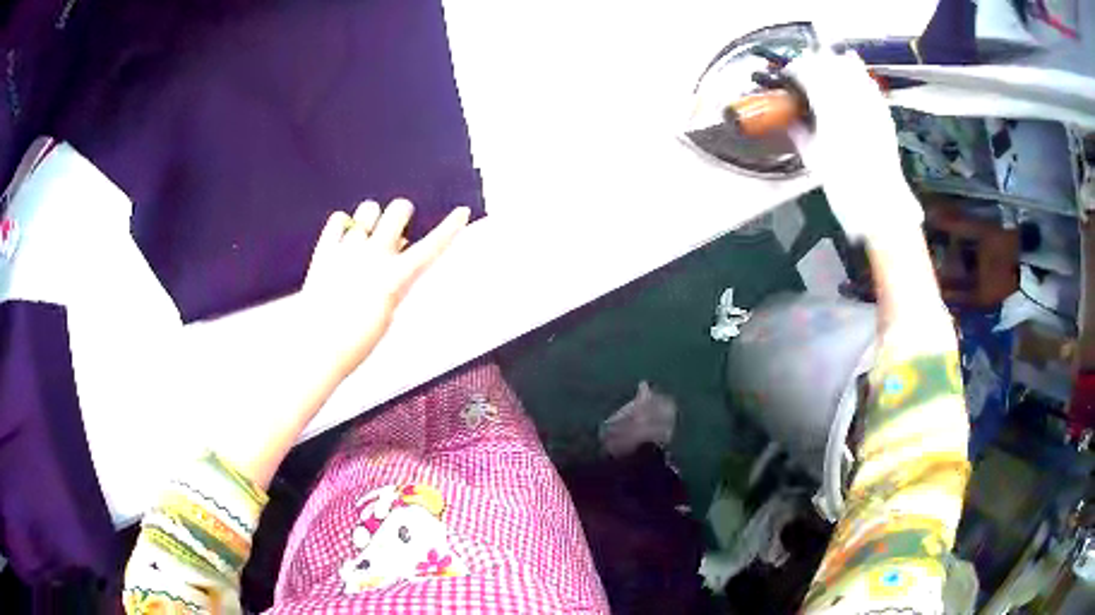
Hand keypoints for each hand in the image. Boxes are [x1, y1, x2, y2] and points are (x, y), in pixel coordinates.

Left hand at [302, 199, 468, 379]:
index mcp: (394, 277)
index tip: (461, 212)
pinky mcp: (325, 251)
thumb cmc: (355, 342)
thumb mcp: (388, 314)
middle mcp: (373, 256)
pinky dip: (344, 225)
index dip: (450, 228)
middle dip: (402, 214)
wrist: (318, 349)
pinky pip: (338, 219)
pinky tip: (344, 239)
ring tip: (367, 235)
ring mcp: (347, 250)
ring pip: (368, 209)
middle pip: (398, 210)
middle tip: (397, 227)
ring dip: (373, 219)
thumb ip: (395, 280)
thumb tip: (399, 252)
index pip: (431, 247)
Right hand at [786, 50, 922, 239]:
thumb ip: (801, 134)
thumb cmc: (846, 189)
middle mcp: (852, 104)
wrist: (882, 207)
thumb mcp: (815, 162)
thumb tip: (791, 120)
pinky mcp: (884, 117)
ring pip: (854, 71)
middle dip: (816, 60)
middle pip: (831, 66)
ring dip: (838, 62)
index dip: (797, 69)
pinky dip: (862, 76)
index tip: (790, 73)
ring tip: (829, 60)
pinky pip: (871, 87)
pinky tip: (857, 71)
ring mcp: (871, 108)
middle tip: (806, 64)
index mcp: (830, 113)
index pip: (810, 75)